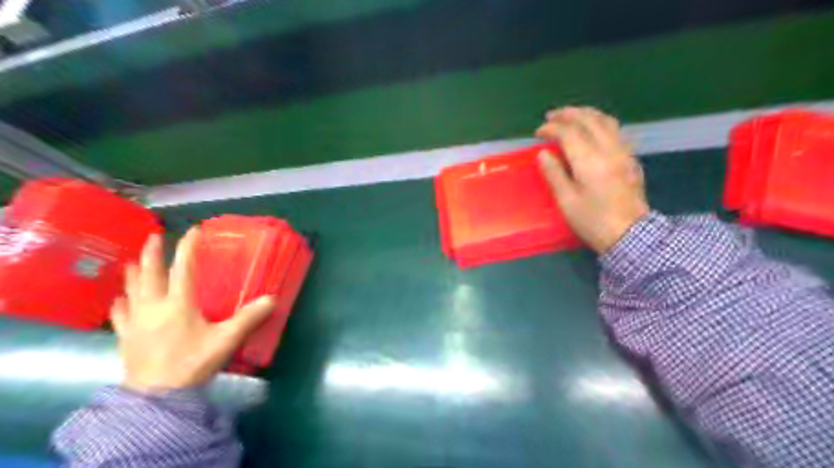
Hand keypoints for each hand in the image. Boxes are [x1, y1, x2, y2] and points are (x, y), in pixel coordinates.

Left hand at [112, 228, 276, 391]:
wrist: (157, 397)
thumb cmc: (192, 363)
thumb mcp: (225, 340)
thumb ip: (249, 318)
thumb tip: (273, 299)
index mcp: (178, 303)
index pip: (183, 268)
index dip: (189, 247)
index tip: (193, 230)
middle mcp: (153, 306)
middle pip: (150, 274)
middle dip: (152, 253)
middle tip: (155, 236)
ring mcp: (135, 321)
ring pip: (131, 290)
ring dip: (134, 273)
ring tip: (134, 261)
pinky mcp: (126, 336)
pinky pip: (120, 314)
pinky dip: (121, 303)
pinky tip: (120, 299)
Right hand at [534, 106, 649, 253]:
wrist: (631, 235)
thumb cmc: (593, 221)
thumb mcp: (566, 201)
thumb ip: (554, 174)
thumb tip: (543, 153)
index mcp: (589, 161)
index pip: (568, 132)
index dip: (551, 128)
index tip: (538, 133)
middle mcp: (608, 149)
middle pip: (589, 119)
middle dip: (568, 114)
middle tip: (551, 117)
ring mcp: (623, 152)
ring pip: (606, 120)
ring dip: (586, 114)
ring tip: (571, 117)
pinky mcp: (631, 159)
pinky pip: (615, 131)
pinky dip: (600, 123)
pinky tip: (593, 131)